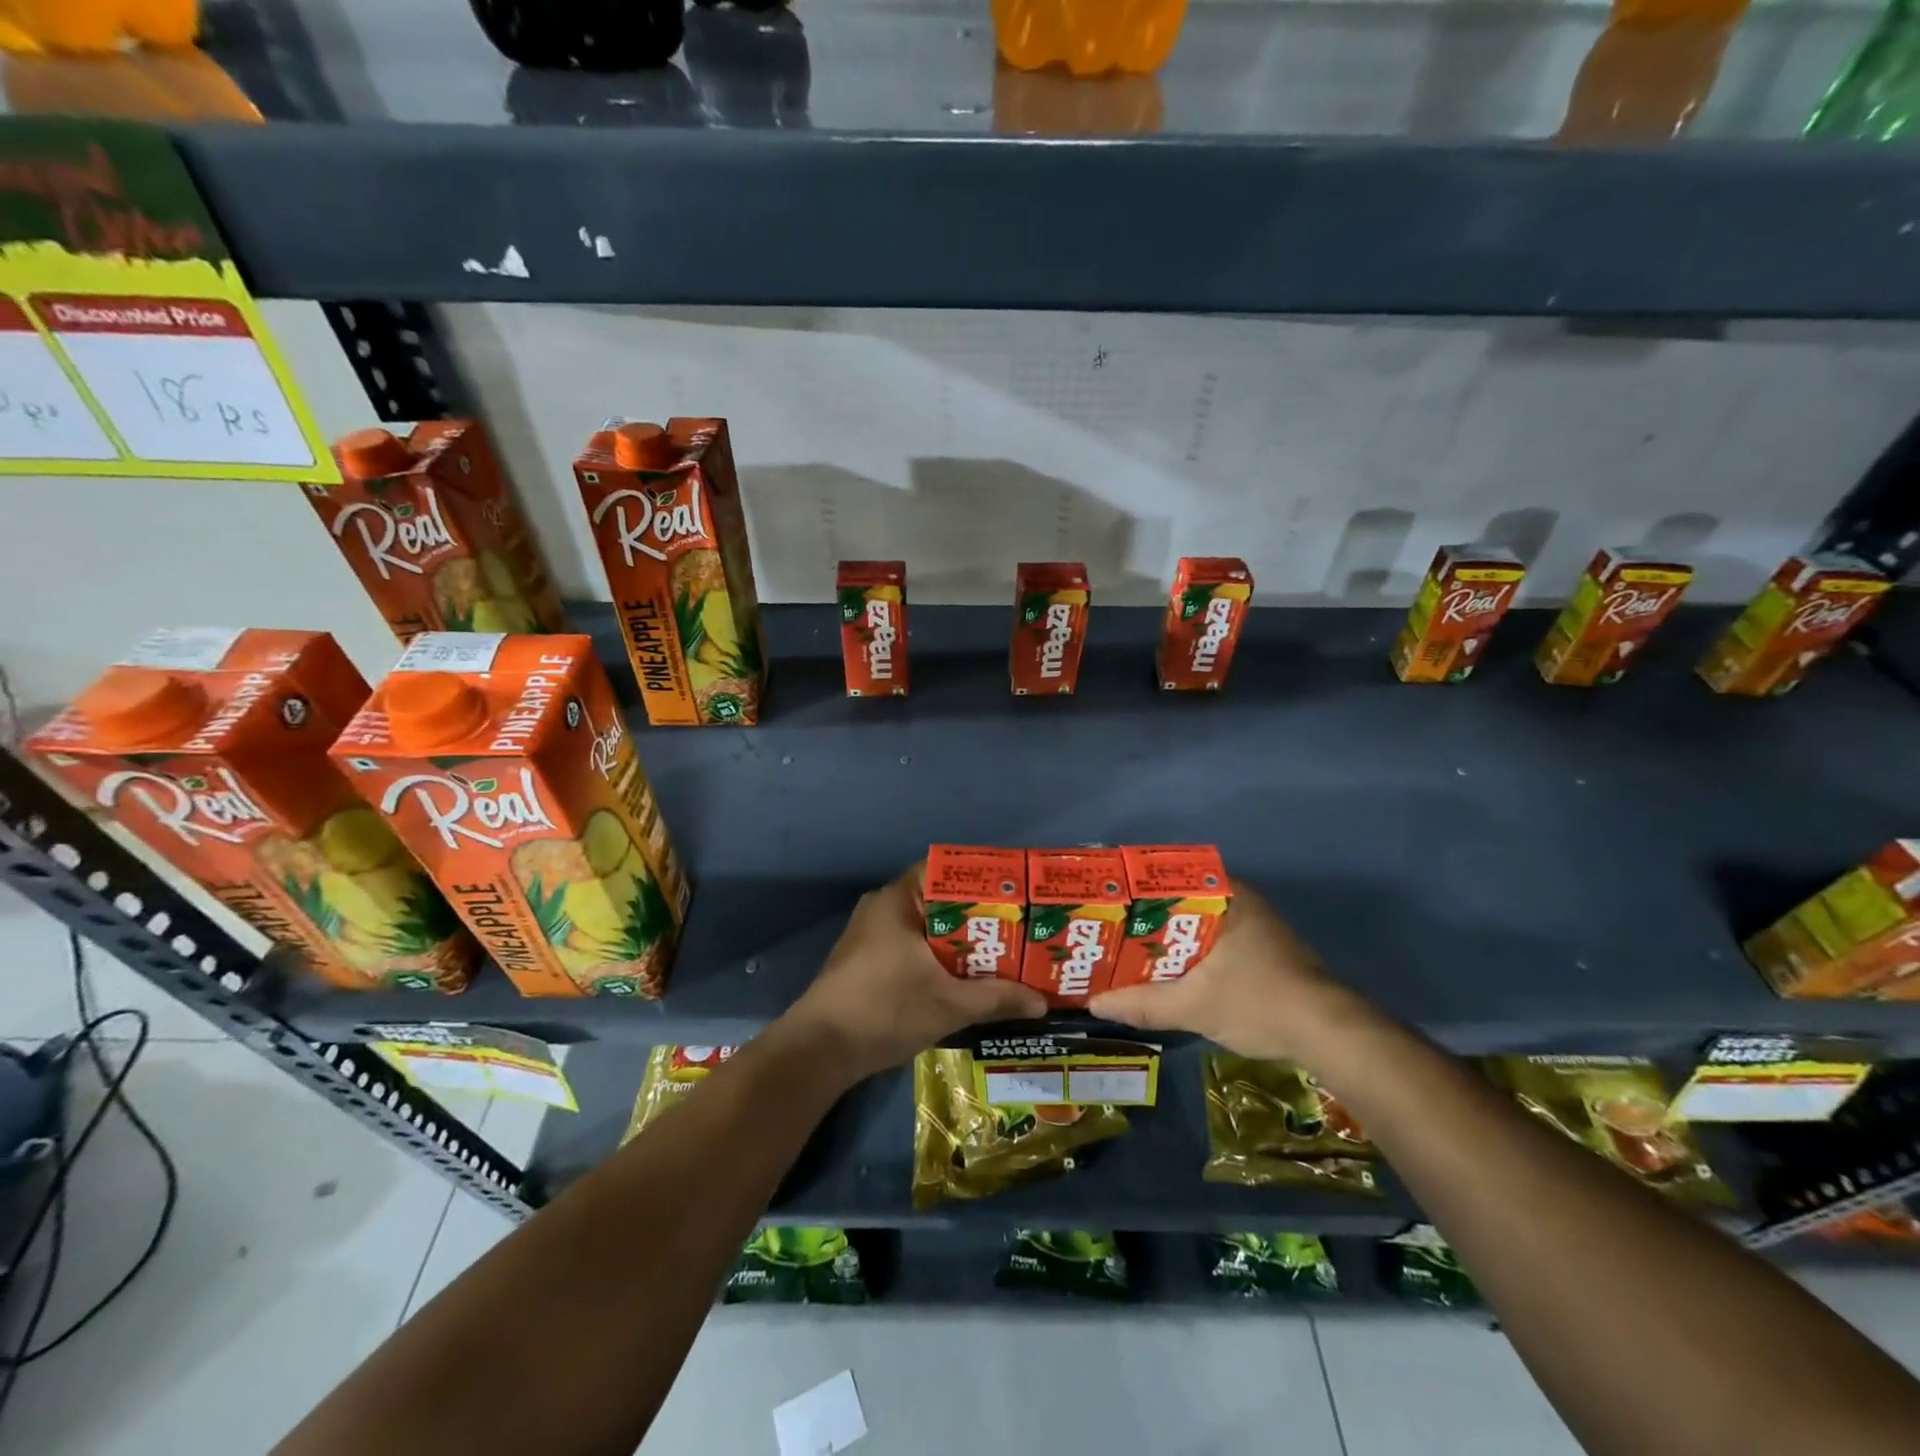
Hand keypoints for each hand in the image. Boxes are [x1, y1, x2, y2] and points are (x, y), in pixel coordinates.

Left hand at [785, 863, 1046, 1078]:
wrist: (820, 1050)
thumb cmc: (885, 1010)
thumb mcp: (949, 1005)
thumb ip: (997, 998)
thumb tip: (1041, 1002)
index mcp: (898, 899)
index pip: (945, 870)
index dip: (982, 879)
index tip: (1014, 894)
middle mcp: (883, 907)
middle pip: (940, 900)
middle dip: (978, 915)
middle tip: (1017, 928)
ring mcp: (871, 934)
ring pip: (926, 927)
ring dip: (959, 940)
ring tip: (999, 952)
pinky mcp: (866, 960)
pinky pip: (912, 945)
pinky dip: (938, 956)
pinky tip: (964, 977)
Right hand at [1088, 880, 1349, 1060]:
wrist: (1329, 1034)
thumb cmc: (1260, 1002)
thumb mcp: (1194, 1006)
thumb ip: (1143, 1004)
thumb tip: (1094, 1003)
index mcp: (1225, 895)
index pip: (1167, 877)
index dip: (1132, 889)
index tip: (1104, 902)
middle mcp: (1238, 899)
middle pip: (1177, 901)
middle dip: (1142, 917)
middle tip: (1105, 929)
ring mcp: (1251, 924)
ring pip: (1193, 923)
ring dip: (1163, 938)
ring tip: (1123, 949)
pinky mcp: (1258, 949)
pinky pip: (1208, 939)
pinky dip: (1185, 952)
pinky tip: (1162, 970)